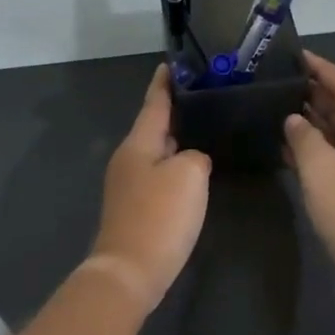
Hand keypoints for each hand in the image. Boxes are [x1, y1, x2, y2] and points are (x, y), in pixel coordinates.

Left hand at [87, 66, 211, 311]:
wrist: (130, 271)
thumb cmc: (160, 216)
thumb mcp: (189, 175)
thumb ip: (195, 156)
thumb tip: (191, 160)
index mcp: (138, 143)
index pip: (154, 102)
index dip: (165, 83)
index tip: (173, 63)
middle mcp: (129, 158)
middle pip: (154, 126)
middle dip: (176, 110)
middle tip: (205, 95)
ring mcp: (129, 184)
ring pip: (157, 151)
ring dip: (178, 139)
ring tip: (206, 126)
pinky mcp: (135, 207)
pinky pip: (159, 174)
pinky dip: (176, 165)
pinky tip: (194, 169)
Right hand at [284, 51, 334, 277]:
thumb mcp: (322, 169)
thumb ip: (304, 138)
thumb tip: (294, 121)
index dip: (325, 70)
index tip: (299, 56)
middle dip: (315, 93)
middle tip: (281, 82)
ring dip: (310, 120)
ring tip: (277, 108)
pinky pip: (330, 159)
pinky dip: (309, 149)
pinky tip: (285, 148)